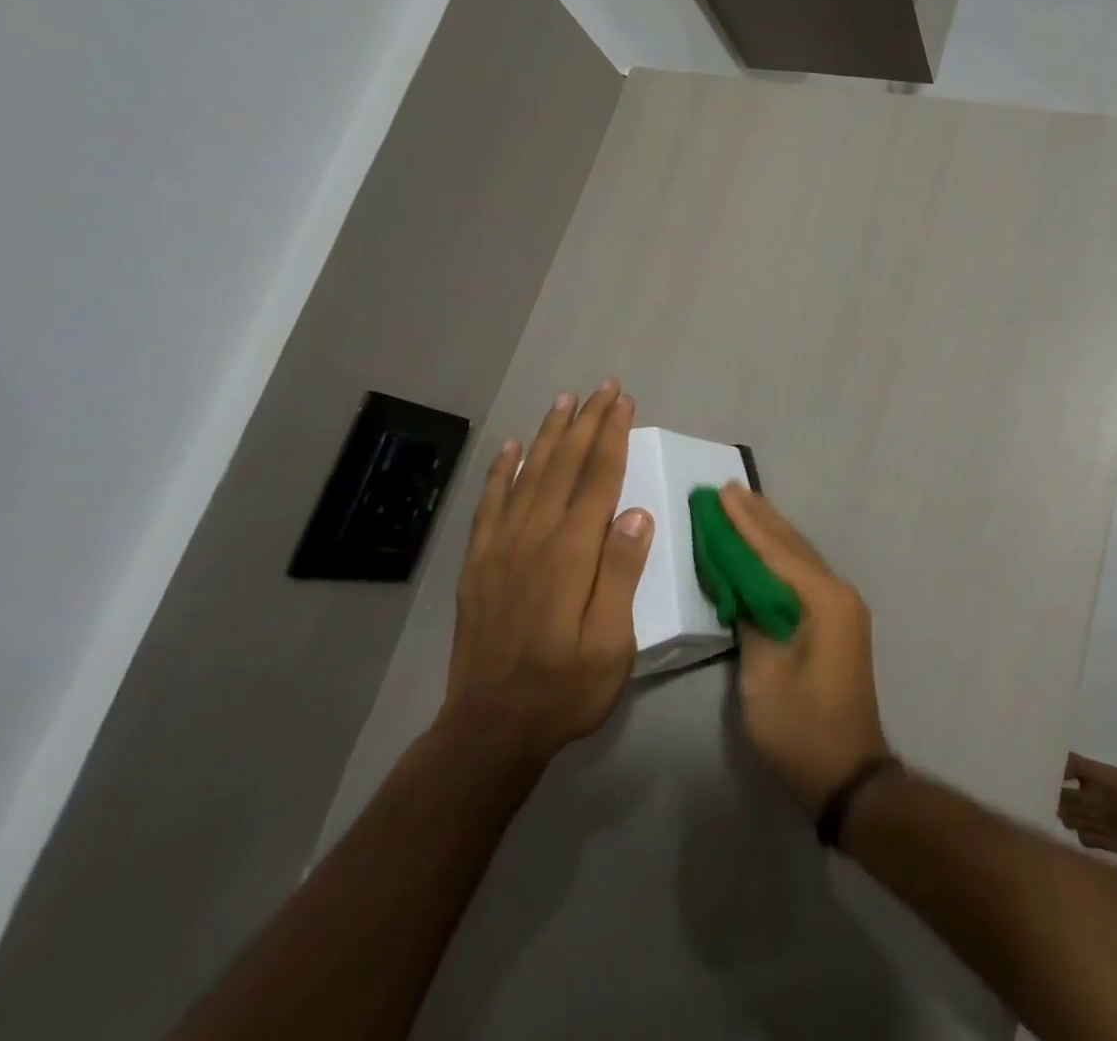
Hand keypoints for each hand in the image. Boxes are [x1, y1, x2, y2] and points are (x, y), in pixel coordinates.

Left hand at [437, 381, 653, 764]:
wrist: (490, 729)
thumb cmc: (565, 687)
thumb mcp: (612, 642)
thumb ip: (622, 573)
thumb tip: (637, 512)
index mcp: (572, 553)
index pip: (598, 479)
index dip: (612, 436)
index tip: (624, 402)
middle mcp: (534, 537)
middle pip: (564, 466)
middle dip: (586, 422)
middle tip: (603, 387)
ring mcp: (501, 547)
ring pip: (528, 475)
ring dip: (549, 434)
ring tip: (564, 400)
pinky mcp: (479, 563)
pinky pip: (490, 504)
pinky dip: (501, 471)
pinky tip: (512, 448)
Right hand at [721, 485, 890, 814]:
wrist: (848, 773)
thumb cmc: (801, 728)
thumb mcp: (763, 676)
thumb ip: (751, 620)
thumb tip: (741, 586)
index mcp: (823, 599)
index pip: (776, 550)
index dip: (745, 522)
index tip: (721, 492)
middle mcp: (838, 592)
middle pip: (792, 545)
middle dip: (759, 517)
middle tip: (729, 488)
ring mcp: (842, 606)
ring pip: (800, 557)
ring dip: (770, 532)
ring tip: (743, 504)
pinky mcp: (838, 621)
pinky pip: (804, 575)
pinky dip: (780, 557)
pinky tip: (764, 547)